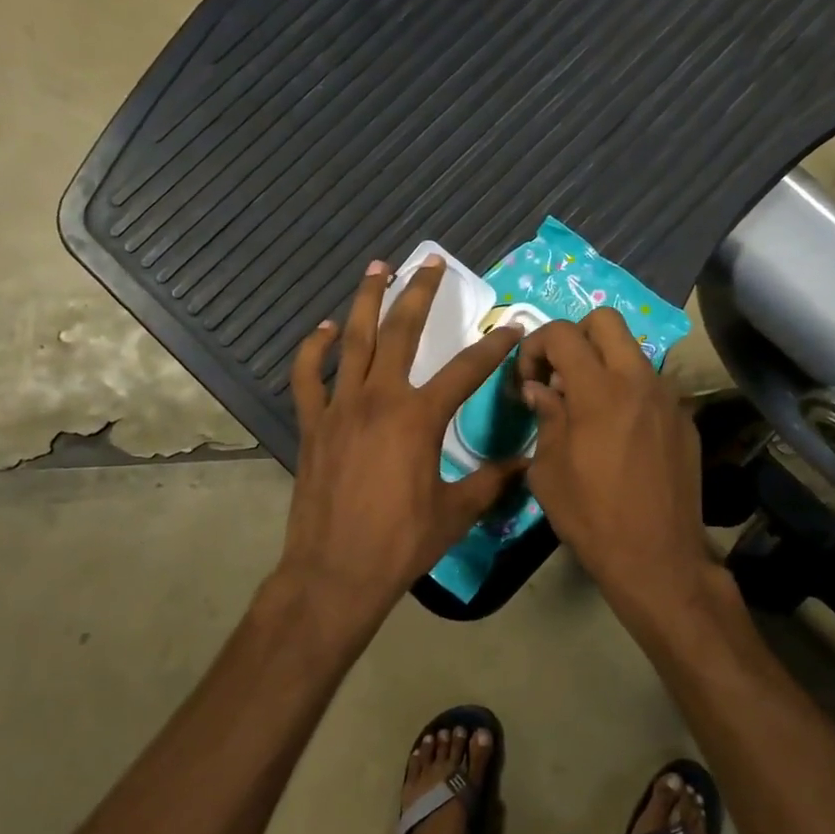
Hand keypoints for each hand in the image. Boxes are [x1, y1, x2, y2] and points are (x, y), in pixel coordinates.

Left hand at [277, 256, 525, 631]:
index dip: (492, 346)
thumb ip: (492, 481)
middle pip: (401, 332)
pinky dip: (314, 349)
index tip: (510, 326)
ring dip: (366, 301)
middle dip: (420, 293)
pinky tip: (325, 330)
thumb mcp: (457, 512)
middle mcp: (378, 399)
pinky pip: (308, 376)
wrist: (335, 572)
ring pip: (353, 340)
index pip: (465, 370)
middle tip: (430, 261)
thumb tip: (526, 465)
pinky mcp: (312, 424)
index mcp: (418, 418)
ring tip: (377, 268)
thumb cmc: (401, 543)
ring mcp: (339, 408)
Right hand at [518, 310, 712, 603]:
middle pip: (606, 321)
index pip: (563, 333)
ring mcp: (669, 399)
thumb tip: (540, 388)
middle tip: (560, 374)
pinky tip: (620, 435)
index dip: (536, 345)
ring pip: (632, 353)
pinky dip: (629, 394)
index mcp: (599, 391)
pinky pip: (652, 387)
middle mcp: (639, 381)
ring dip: (604, 365)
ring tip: (589, 409)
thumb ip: (545, 417)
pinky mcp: (685, 420)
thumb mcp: (548, 470)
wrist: (656, 557)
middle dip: (575, 336)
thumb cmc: (590, 516)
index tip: (529, 378)